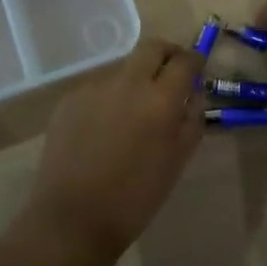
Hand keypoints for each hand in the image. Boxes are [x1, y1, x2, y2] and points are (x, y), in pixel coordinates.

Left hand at [24, 38, 203, 263]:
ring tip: (134, 113)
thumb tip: (194, 92)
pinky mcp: (69, 98)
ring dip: (136, 79)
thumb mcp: (178, 161)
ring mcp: (94, 87)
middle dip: (167, 54)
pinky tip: (105, 127)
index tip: (197, 69)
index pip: (185, 60)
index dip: (195, 61)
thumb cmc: (135, 197)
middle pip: (152, 47)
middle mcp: (127, 83)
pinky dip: (109, 98)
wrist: (74, 218)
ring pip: (123, 68)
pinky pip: (98, 87)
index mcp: (160, 100)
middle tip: (171, 74)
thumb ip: (192, 119)